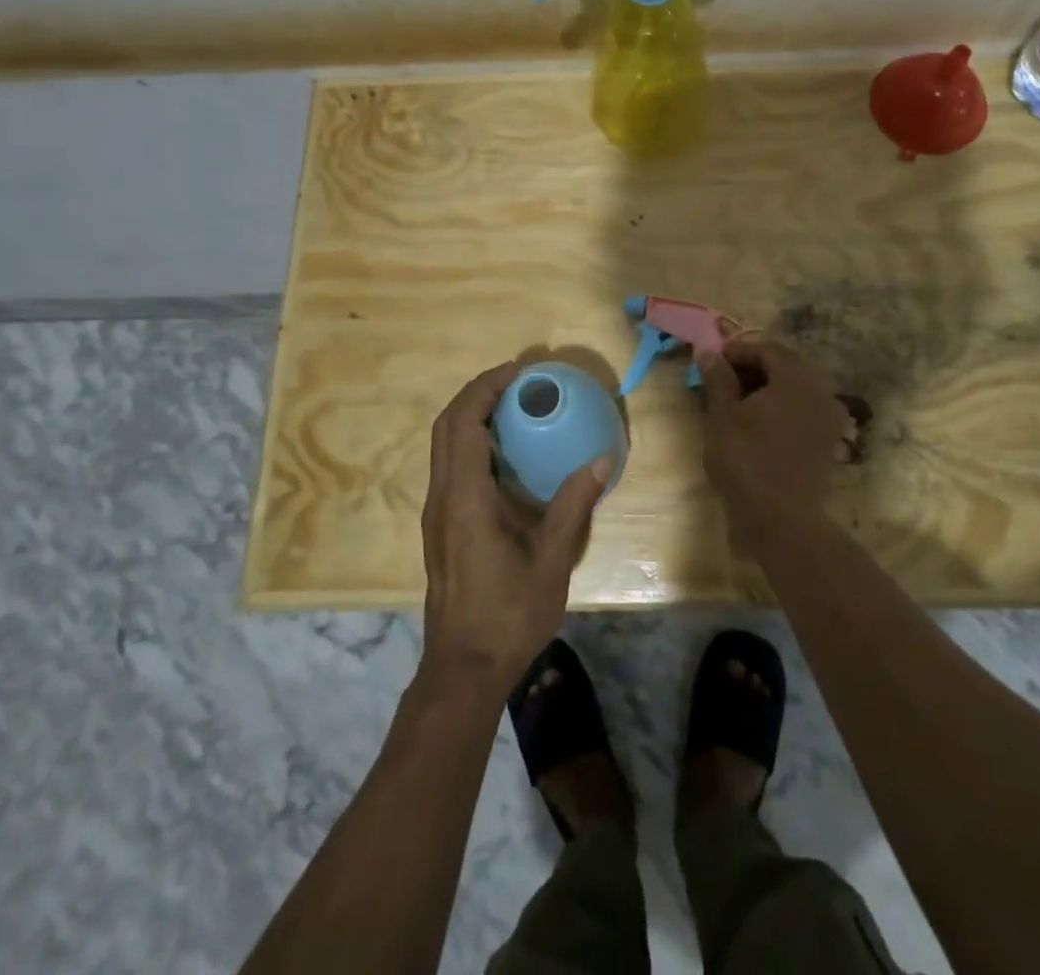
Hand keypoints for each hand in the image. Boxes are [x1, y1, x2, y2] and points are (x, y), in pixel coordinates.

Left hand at [419, 362, 611, 700]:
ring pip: (443, 445)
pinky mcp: (440, 525)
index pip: (463, 424)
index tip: (517, 370)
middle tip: (517, 380)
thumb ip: (573, 506)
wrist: (464, 668)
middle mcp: (443, 497)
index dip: (485, 388)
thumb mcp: (552, 561)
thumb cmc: (508, 615)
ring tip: (513, 405)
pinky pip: (450, 465)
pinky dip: (471, 441)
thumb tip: (602, 459)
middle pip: (446, 426)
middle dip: (477, 393)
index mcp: (465, 499)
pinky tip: (506, 452)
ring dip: (471, 415)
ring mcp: (437, 512)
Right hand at [695, 340, 850, 525]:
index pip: (768, 349)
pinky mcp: (829, 440)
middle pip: (786, 366)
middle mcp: (820, 390)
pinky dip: (783, 407)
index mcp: (796, 378)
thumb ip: (718, 378)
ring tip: (738, 404)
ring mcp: (829, 417)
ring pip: (797, 388)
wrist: (782, 520)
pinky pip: (805, 409)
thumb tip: (707, 350)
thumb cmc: (746, 461)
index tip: (713, 363)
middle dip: (754, 368)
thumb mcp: (722, 416)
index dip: (738, 351)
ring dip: (768, 388)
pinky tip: (760, 423)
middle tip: (723, 382)